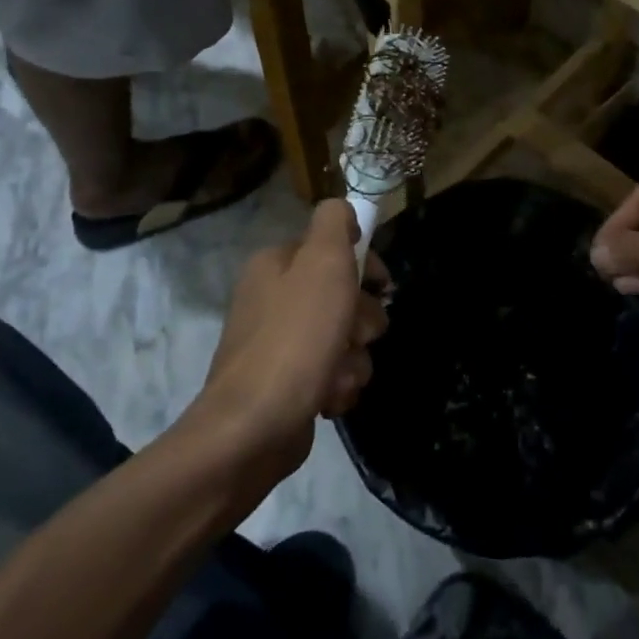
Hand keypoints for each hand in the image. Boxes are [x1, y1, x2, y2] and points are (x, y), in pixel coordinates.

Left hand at [193, 200, 389, 476]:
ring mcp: (279, 345)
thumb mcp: (322, 262)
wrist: (255, 427)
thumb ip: (335, 222)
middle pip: (345, 296)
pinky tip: (328, 398)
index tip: (383, 285)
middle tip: (354, 336)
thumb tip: (344, 211)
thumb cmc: (296, 337)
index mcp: (276, 264)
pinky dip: (338, 385)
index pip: (335, 248)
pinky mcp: (288, 385)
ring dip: (353, 358)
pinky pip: (333, 373)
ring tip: (338, 375)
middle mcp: (274, 299)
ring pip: (345, 339)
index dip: (366, 266)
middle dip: (361, 321)